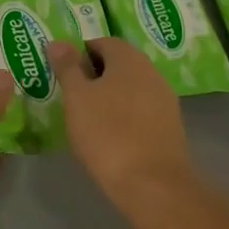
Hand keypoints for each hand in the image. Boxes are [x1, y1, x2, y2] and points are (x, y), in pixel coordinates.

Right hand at [48, 38, 193, 206]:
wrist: (153, 186)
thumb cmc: (107, 133)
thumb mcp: (76, 97)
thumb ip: (66, 66)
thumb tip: (57, 41)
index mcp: (128, 58)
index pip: (101, 42)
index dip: (79, 55)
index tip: (63, 75)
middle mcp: (151, 72)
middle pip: (117, 65)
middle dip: (94, 76)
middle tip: (71, 96)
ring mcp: (165, 101)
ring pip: (130, 89)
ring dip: (110, 97)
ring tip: (88, 118)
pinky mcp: (171, 128)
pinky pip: (141, 111)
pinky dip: (125, 117)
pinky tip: (111, 137)